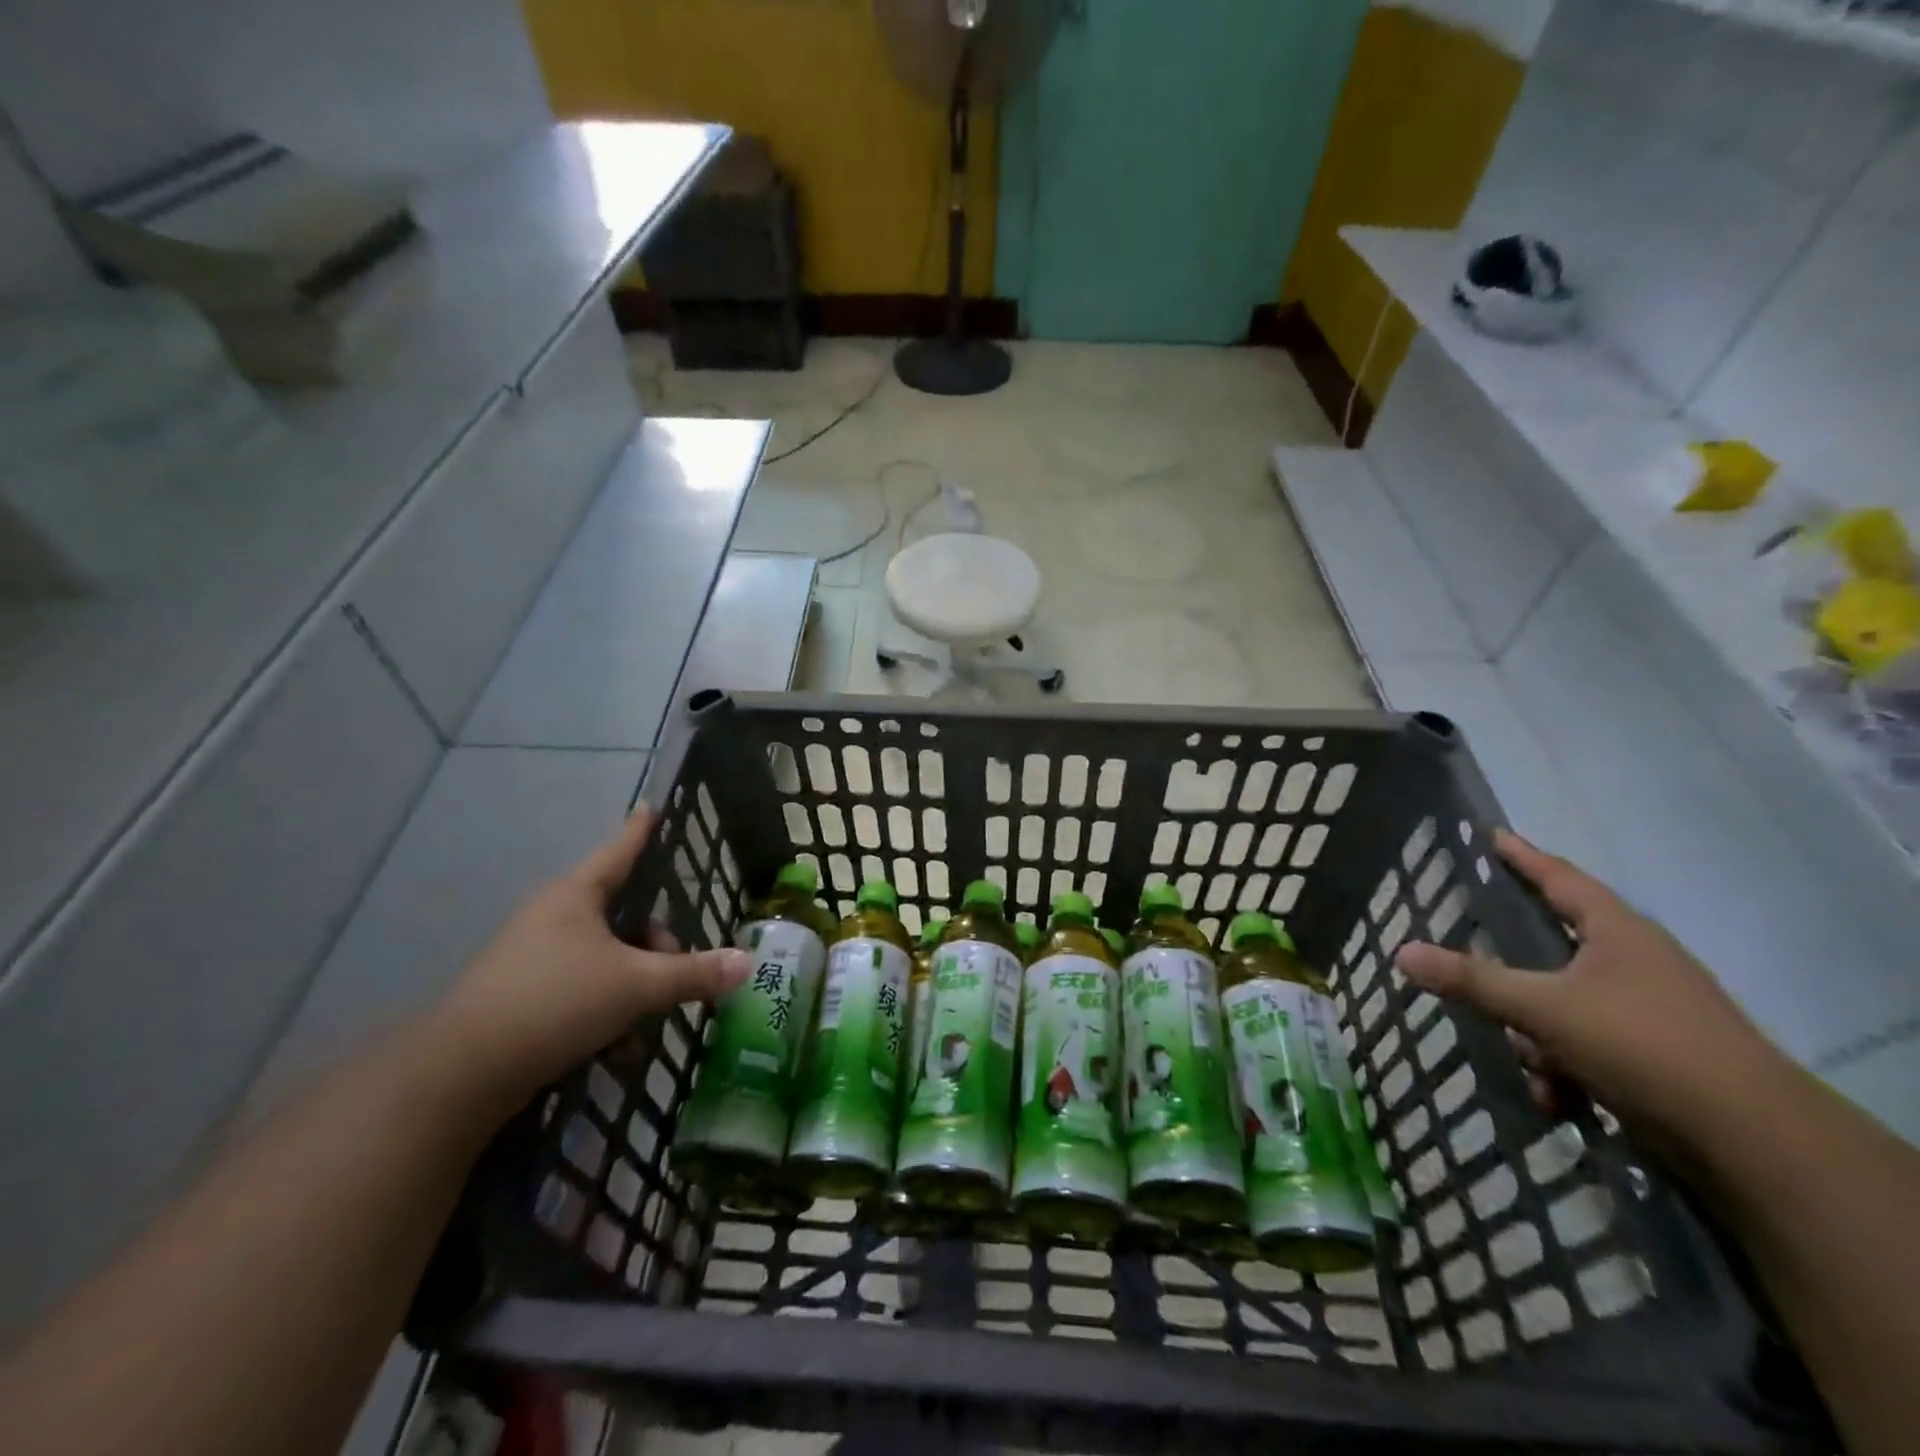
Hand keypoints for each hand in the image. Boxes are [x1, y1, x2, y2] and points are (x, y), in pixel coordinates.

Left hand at [433, 807, 749, 1103]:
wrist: (460, 1074)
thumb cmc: (555, 1002)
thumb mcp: (636, 986)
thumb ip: (693, 974)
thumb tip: (746, 962)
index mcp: (576, 895)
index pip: (620, 850)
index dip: (642, 830)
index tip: (653, 806)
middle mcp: (552, 916)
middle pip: (620, 910)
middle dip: (655, 937)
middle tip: (677, 964)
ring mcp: (532, 955)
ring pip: (603, 951)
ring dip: (634, 975)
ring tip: (652, 1009)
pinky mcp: (521, 995)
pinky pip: (580, 983)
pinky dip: (607, 1001)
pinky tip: (621, 1039)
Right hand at [1395, 832, 1786, 1150]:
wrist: (1752, 1142)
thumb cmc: (1642, 1044)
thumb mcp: (1543, 1008)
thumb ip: (1472, 980)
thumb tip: (1402, 952)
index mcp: (1617, 932)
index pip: (1560, 878)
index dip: (1523, 856)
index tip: (1492, 835)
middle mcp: (1635, 962)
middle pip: (1554, 949)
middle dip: (1512, 977)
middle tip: (1472, 964)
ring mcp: (1649, 1011)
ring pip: (1563, 1006)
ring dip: (1538, 1039)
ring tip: (1534, 1072)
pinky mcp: (1656, 1057)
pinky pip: (1587, 1047)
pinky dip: (1567, 1071)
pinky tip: (1560, 1101)